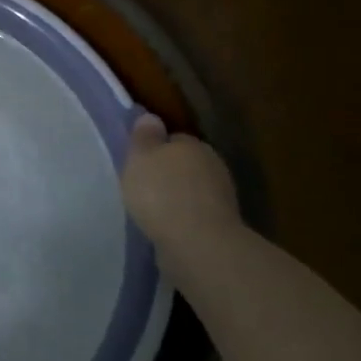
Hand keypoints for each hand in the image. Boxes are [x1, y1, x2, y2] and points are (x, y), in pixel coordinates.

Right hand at [120, 113, 242, 252]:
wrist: (197, 243)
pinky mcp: (221, 226)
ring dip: (176, 197)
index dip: (155, 149)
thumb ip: (144, 137)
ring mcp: (221, 197)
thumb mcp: (140, 157)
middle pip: (185, 164)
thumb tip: (151, 117)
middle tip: (142, 186)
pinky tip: (165, 228)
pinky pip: (195, 215)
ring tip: (151, 210)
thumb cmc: (162, 193)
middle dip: (167, 174)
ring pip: (192, 190)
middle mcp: (213, 166)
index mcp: (193, 144)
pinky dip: (183, 219)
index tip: (139, 162)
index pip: (174, 139)